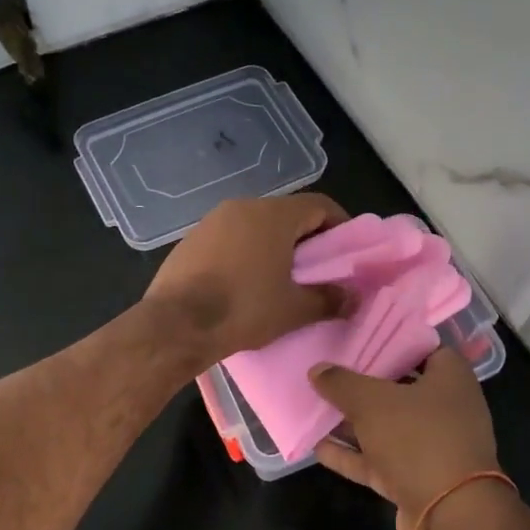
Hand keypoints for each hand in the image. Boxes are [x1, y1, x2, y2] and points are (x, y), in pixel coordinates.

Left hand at [143, 193, 349, 368]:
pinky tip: (244, 282)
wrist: (177, 324)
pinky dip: (245, 252)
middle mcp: (242, 206)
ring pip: (255, 225)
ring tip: (281, 278)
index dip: (340, 225)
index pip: (319, 205)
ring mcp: (212, 221)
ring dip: (273, 246)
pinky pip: (229, 238)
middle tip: (317, 269)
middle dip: (306, 238)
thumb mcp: (294, 309)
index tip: (347, 251)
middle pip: (286, 214)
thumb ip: (329, 299)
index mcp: (273, 215)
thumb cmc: (244, 309)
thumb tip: (353, 298)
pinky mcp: (190, 239)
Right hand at [309, 347, 500, 527]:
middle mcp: (446, 409)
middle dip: (365, 383)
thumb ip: (342, 383)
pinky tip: (318, 447)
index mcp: (450, 378)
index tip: (358, 340)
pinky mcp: (416, 479)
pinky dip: (352, 454)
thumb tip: (317, 369)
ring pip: (387, 427)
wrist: (450, 516)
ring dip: (353, 422)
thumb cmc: (418, 439)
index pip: (422, 348)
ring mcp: (432, 447)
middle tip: (329, 371)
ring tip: (315, 407)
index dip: (390, 343)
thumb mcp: (373, 402)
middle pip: (401, 388)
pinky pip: (379, 460)